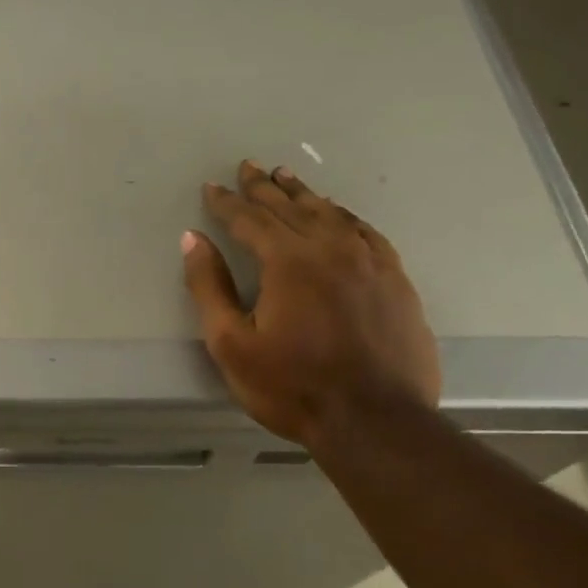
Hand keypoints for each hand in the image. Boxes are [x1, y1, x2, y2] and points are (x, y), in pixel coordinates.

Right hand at [182, 160, 439, 448]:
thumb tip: (193, 239)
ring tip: (286, 178)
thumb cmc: (292, 386)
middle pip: (290, 208)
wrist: (375, 421)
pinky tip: (339, 214)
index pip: (250, 220)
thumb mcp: (231, 343)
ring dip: (303, 195)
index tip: (211, 188)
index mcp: (288, 261)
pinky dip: (345, 217)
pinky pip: (366, 233)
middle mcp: (330, 249)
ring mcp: (369, 262)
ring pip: (330, 214)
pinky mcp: (395, 280)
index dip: (227, 203)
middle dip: (264, 188)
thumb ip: (209, 287)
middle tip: (248, 166)